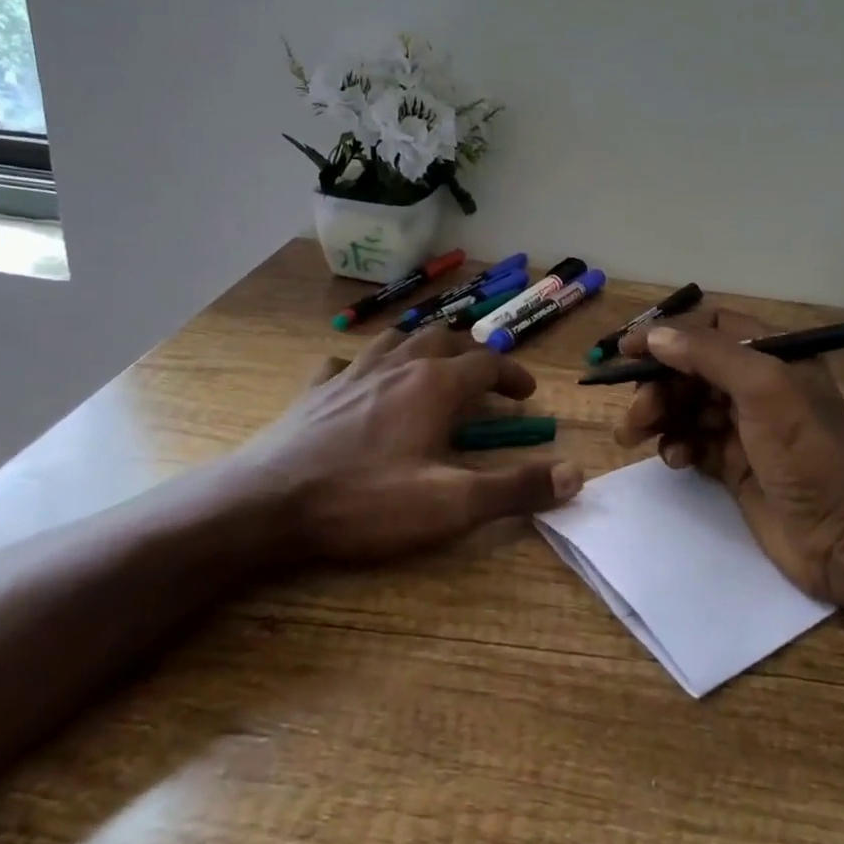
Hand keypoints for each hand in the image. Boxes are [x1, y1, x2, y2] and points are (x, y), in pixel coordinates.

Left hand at [245, 322, 583, 565]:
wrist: (267, 504)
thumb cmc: (365, 501)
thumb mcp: (451, 504)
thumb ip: (515, 488)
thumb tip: (576, 473)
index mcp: (433, 385)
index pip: (487, 363)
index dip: (513, 375)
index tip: (527, 395)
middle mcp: (396, 365)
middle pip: (443, 339)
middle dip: (471, 354)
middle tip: (485, 378)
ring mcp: (351, 373)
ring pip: (396, 340)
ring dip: (422, 347)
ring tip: (432, 365)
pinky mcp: (315, 390)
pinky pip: (344, 362)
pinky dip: (363, 365)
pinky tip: (360, 381)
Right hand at [612, 309, 843, 599]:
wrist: (843, 536)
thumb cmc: (806, 451)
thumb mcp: (764, 388)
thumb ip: (708, 355)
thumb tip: (655, 336)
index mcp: (774, 355)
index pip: (710, 328)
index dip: (668, 335)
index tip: (626, 351)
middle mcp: (758, 385)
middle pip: (691, 369)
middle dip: (658, 385)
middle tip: (636, 412)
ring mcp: (745, 427)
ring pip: (686, 406)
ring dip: (658, 416)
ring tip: (634, 436)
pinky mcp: (734, 464)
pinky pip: (692, 442)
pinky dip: (677, 446)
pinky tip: (676, 460)